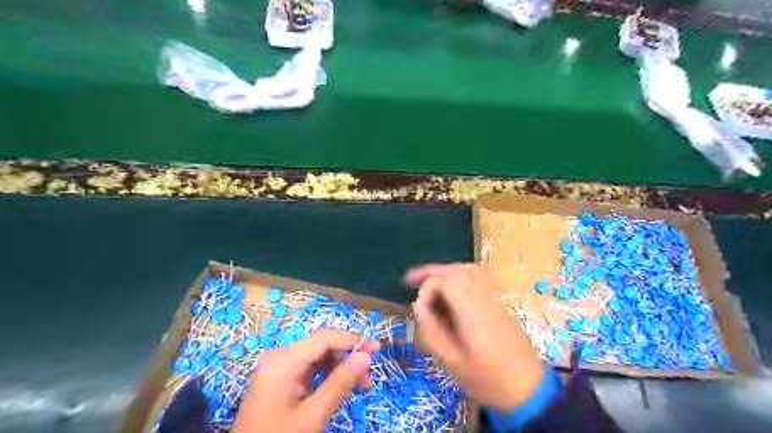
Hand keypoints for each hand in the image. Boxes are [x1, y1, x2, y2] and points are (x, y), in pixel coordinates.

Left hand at [232, 330, 382, 431]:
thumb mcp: (312, 415)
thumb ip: (340, 383)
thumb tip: (366, 357)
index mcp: (284, 360)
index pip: (325, 338)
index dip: (353, 339)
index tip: (377, 348)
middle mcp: (280, 357)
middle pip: (321, 346)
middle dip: (347, 357)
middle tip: (368, 377)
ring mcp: (278, 368)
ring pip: (317, 357)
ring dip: (339, 367)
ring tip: (358, 386)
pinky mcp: (279, 380)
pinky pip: (309, 369)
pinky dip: (327, 376)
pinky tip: (339, 387)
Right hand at [404, 263, 541, 409]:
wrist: (528, 387)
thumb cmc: (487, 380)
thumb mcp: (452, 362)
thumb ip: (432, 331)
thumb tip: (418, 306)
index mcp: (473, 312)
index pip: (447, 282)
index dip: (428, 289)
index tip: (420, 309)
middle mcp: (483, 298)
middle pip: (457, 270)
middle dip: (432, 272)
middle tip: (409, 279)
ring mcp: (493, 298)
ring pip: (468, 269)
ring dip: (445, 271)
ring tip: (427, 280)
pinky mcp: (496, 302)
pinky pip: (477, 276)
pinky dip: (459, 273)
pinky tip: (450, 284)